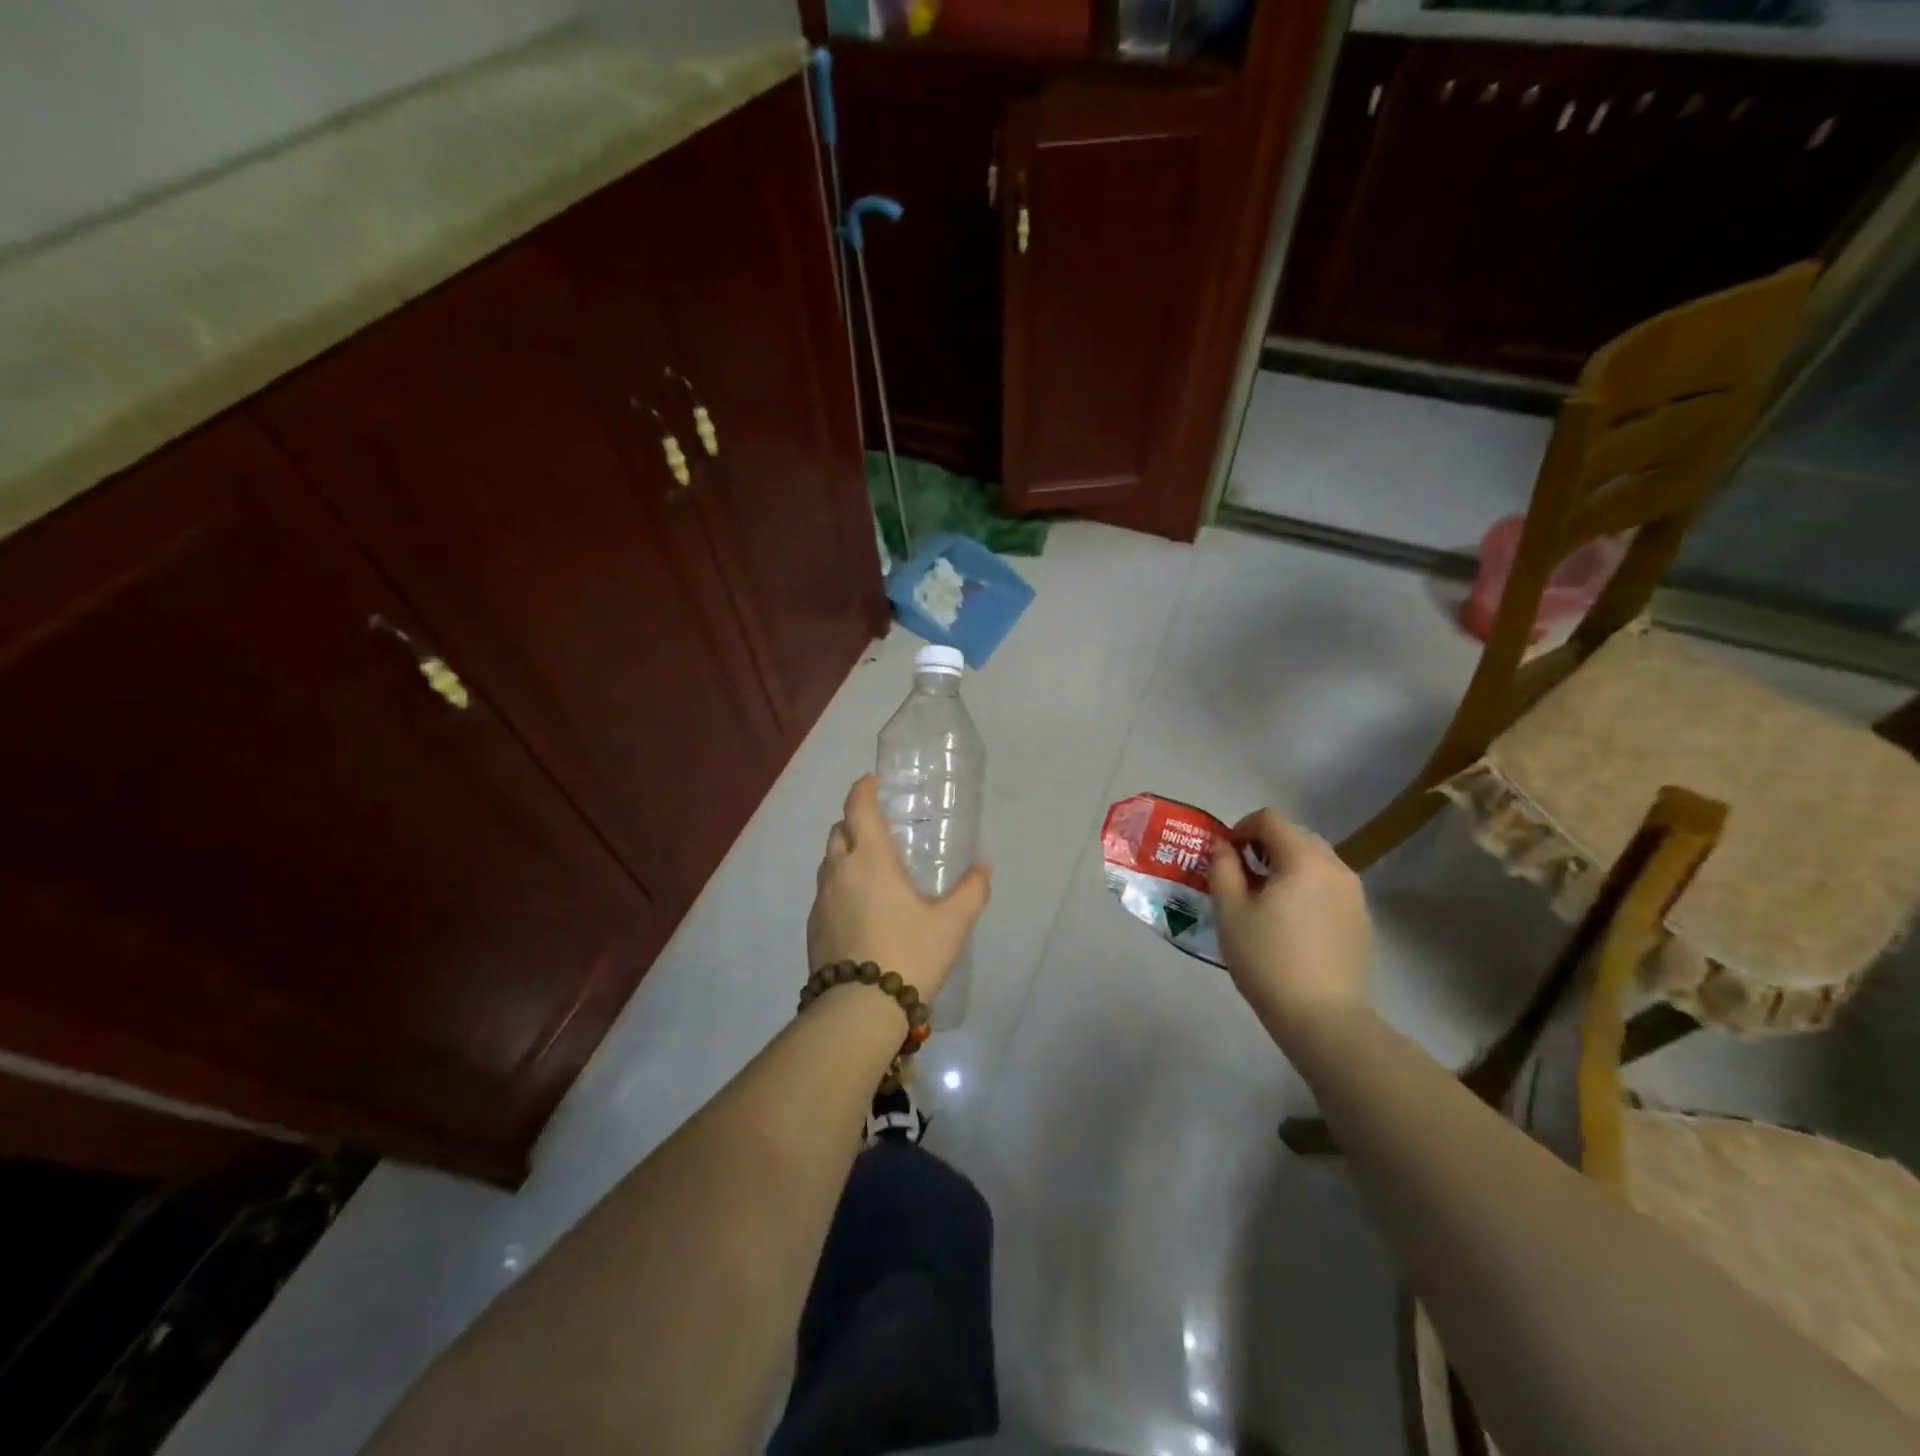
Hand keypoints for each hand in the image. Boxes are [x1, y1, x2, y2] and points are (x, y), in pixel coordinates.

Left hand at [807, 775, 991, 1002]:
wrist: (859, 1010)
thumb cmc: (909, 954)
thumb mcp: (951, 924)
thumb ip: (971, 891)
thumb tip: (984, 866)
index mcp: (870, 859)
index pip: (858, 808)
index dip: (862, 790)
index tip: (870, 781)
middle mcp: (839, 871)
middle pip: (838, 831)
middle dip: (854, 821)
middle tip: (878, 827)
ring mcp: (820, 900)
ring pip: (828, 862)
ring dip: (845, 853)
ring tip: (870, 867)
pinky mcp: (813, 927)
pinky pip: (824, 891)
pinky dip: (839, 884)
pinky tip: (859, 906)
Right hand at [1209, 809, 1370, 1049]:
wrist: (1324, 1019)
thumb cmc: (1268, 959)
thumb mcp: (1231, 912)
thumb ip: (1223, 869)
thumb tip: (1223, 846)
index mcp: (1304, 859)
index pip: (1270, 819)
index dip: (1241, 828)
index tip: (1225, 856)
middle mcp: (1336, 867)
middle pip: (1295, 835)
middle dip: (1264, 846)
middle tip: (1240, 876)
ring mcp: (1354, 894)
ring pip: (1314, 861)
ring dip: (1286, 866)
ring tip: (1264, 900)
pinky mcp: (1362, 919)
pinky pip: (1328, 886)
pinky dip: (1306, 888)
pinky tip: (1291, 923)